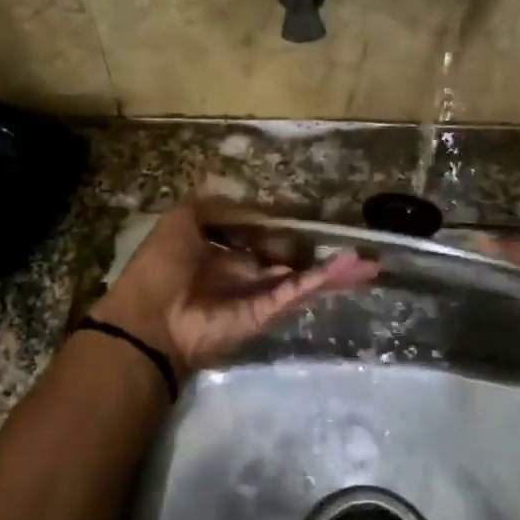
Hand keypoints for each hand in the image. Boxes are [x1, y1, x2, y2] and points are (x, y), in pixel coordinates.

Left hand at [91, 199, 378, 374]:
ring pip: (300, 279)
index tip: (309, 220)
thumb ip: (212, 205)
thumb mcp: (181, 218)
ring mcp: (255, 296)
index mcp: (218, 251)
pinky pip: (296, 293)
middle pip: (287, 261)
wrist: (151, 317)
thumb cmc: (162, 264)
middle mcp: (241, 274)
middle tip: (353, 246)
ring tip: (369, 262)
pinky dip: (322, 280)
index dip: (283, 229)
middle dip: (317, 253)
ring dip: (333, 270)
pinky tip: (351, 268)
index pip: (259, 237)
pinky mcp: (264, 314)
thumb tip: (247, 201)